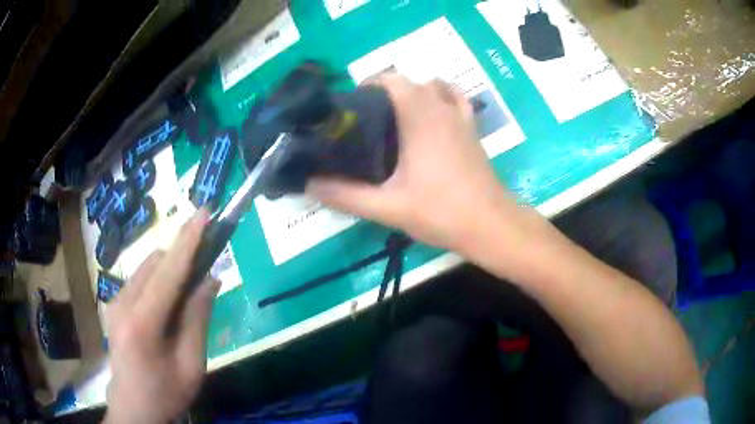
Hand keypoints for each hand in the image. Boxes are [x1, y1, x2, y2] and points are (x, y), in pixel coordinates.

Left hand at [104, 209, 219, 423]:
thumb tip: (210, 279)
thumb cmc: (166, 392)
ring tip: (189, 290)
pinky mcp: (114, 304)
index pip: (169, 271)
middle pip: (155, 263)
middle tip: (206, 265)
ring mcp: (115, 302)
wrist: (133, 407)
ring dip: (170, 269)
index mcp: (142, 322)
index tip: (204, 212)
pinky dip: (159, 280)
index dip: (188, 240)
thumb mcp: (191, 365)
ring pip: (147, 268)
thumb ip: (198, 319)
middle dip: (181, 255)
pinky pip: (140, 280)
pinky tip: (169, 303)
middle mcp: (123, 303)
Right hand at [307, 75, 518, 251]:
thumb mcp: (387, 206)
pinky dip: (442, 98)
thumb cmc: (441, 212)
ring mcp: (461, 117)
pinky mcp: (473, 130)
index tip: (353, 106)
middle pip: (411, 81)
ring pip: (435, 86)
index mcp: (419, 116)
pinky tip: (433, 118)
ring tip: (397, 117)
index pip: (392, 79)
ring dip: (415, 92)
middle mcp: (442, 108)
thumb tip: (309, 184)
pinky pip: (457, 100)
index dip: (369, 84)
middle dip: (387, 90)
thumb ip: (346, 195)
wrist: (490, 225)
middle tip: (368, 119)